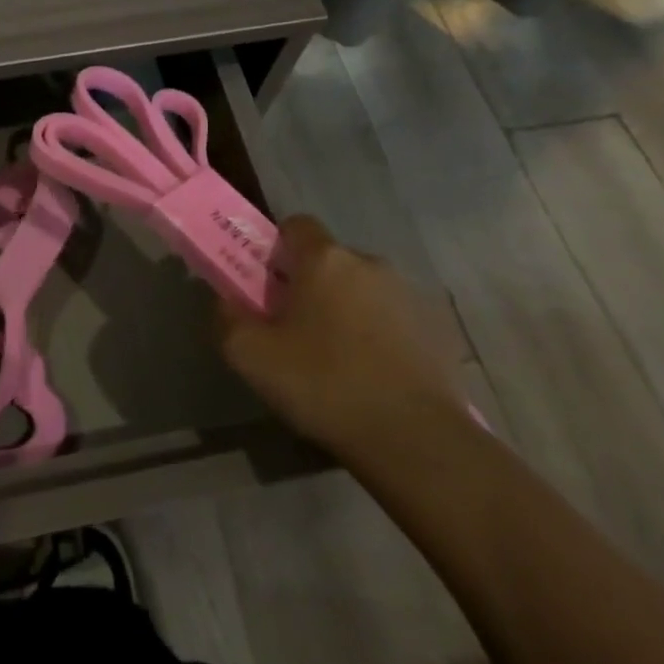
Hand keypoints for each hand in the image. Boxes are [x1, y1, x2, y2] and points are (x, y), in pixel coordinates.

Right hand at [217, 215, 466, 465]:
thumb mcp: (251, 356)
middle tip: (292, 328)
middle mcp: (369, 263)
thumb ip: (228, 318)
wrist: (417, 439)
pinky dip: (376, 335)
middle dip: (309, 284)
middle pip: (328, 260)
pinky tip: (368, 375)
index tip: (266, 284)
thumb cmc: (324, 385)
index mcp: (325, 259)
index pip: (296, 224)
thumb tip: (227, 301)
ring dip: (344, 310)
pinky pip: (391, 318)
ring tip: (333, 359)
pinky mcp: (436, 329)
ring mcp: (409, 295)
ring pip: (361, 289)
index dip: (276, 248)